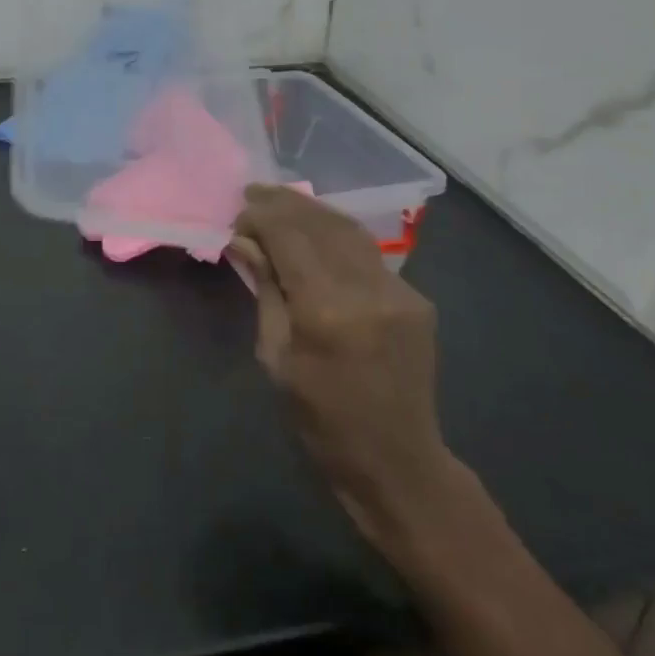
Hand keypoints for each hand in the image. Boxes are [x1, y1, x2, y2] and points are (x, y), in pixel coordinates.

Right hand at [231, 184, 458, 571]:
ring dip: (313, 211)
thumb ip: (266, 291)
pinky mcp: (415, 299)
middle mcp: (367, 290)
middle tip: (254, 193)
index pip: (289, 237)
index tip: (238, 212)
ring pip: (349, 231)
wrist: (397, 462)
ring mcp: (398, 292)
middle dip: (284, 203)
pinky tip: (317, 234)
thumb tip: (244, 241)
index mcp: (326, 311)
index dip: (261, 217)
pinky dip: (337, 236)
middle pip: (321, 224)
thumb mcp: (276, 358)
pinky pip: (368, 254)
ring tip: (281, 202)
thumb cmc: (321, 421)